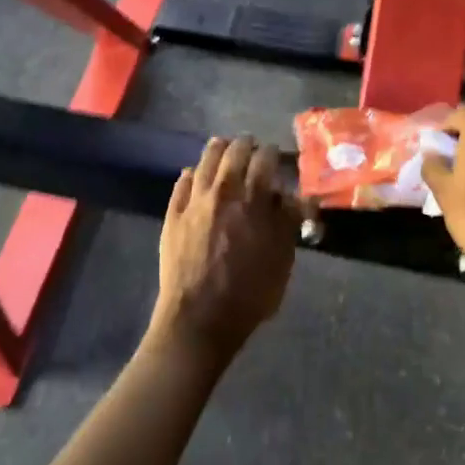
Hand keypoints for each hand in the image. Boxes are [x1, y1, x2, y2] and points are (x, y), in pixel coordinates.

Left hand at [151, 136, 300, 367]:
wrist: (199, 318)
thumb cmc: (250, 293)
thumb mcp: (283, 259)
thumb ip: (288, 222)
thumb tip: (292, 196)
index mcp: (254, 199)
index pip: (266, 158)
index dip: (273, 153)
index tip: (276, 156)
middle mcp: (223, 190)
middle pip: (234, 150)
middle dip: (247, 145)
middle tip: (252, 149)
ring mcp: (194, 200)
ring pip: (205, 159)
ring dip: (219, 150)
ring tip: (225, 149)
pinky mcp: (173, 214)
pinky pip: (182, 181)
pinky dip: (193, 173)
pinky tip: (197, 176)